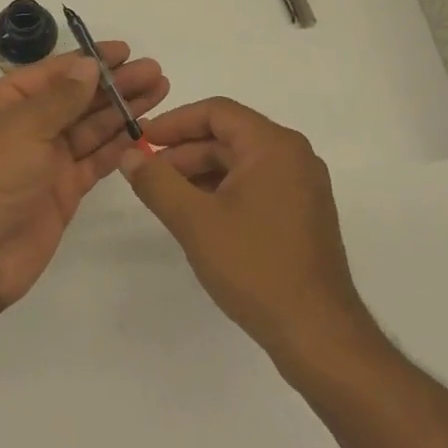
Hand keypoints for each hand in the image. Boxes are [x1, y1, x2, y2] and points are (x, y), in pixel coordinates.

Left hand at [0, 44, 168, 314]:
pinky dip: (118, 145)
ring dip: (122, 110)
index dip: (88, 60)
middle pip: (75, 98)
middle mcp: (24, 126)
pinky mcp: (63, 189)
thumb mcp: (23, 127)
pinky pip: (94, 159)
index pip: (52, 73)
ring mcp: (44, 159)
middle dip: (114, 85)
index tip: (126, 51)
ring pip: (89, 127)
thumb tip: (88, 64)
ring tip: (160, 92)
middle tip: (155, 72)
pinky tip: (144, 131)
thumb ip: (61, 97)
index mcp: (2, 103)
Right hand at [120, 97, 381, 372]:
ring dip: (200, 173)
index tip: (141, 140)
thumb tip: (128, 155)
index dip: (174, 122)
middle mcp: (294, 156)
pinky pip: (254, 185)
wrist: (318, 335)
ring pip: (239, 163)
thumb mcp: (194, 221)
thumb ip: (156, 182)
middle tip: (146, 173)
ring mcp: (302, 187)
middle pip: (228, 136)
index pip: (216, 112)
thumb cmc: (255, 267)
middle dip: (184, 151)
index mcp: (274, 146)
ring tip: (166, 197)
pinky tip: (197, 216)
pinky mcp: (302, 214)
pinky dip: (222, 191)